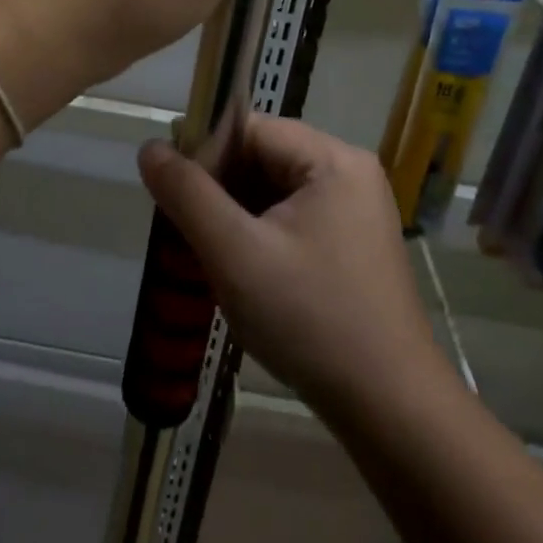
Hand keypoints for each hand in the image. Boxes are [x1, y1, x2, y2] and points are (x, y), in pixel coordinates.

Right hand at [137, 117, 443, 419]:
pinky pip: (294, 219)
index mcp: (333, 158)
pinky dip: (262, 236)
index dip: (206, 155)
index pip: (250, 130)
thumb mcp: (236, 255)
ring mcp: (357, 209)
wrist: (392, 412)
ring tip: (213, 258)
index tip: (173, 195)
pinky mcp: (355, 243)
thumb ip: (188, 195)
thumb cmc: (311, 321)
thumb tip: (150, 147)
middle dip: (221, 191)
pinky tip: (246, 274)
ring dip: (238, 217)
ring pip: (276, 192)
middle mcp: (350, 171)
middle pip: (264, 158)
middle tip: (187, 233)